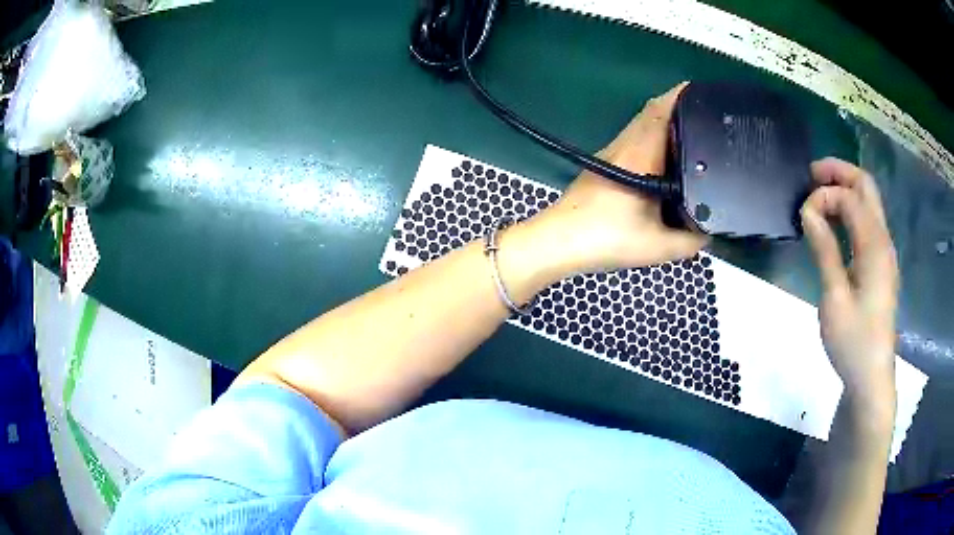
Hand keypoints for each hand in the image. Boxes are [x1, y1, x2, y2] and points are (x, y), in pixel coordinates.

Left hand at [521, 82, 707, 276]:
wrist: (558, 242)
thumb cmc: (606, 239)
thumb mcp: (658, 246)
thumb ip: (691, 241)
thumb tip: (710, 234)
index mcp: (639, 153)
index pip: (660, 110)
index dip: (682, 97)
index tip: (704, 95)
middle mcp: (624, 144)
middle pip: (652, 112)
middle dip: (679, 108)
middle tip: (705, 116)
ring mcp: (610, 151)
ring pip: (641, 126)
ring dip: (665, 123)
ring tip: (693, 135)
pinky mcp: (603, 163)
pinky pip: (633, 139)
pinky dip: (652, 138)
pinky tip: (665, 160)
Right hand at [800, 158, 898, 417]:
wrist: (871, 376)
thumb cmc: (853, 341)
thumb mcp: (834, 298)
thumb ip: (824, 249)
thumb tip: (809, 210)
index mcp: (874, 246)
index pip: (850, 198)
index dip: (824, 196)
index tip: (803, 215)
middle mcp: (883, 240)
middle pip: (866, 186)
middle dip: (839, 173)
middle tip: (811, 176)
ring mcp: (884, 252)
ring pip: (869, 202)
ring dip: (845, 190)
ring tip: (819, 196)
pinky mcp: (881, 264)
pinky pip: (868, 222)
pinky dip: (851, 211)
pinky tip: (835, 224)